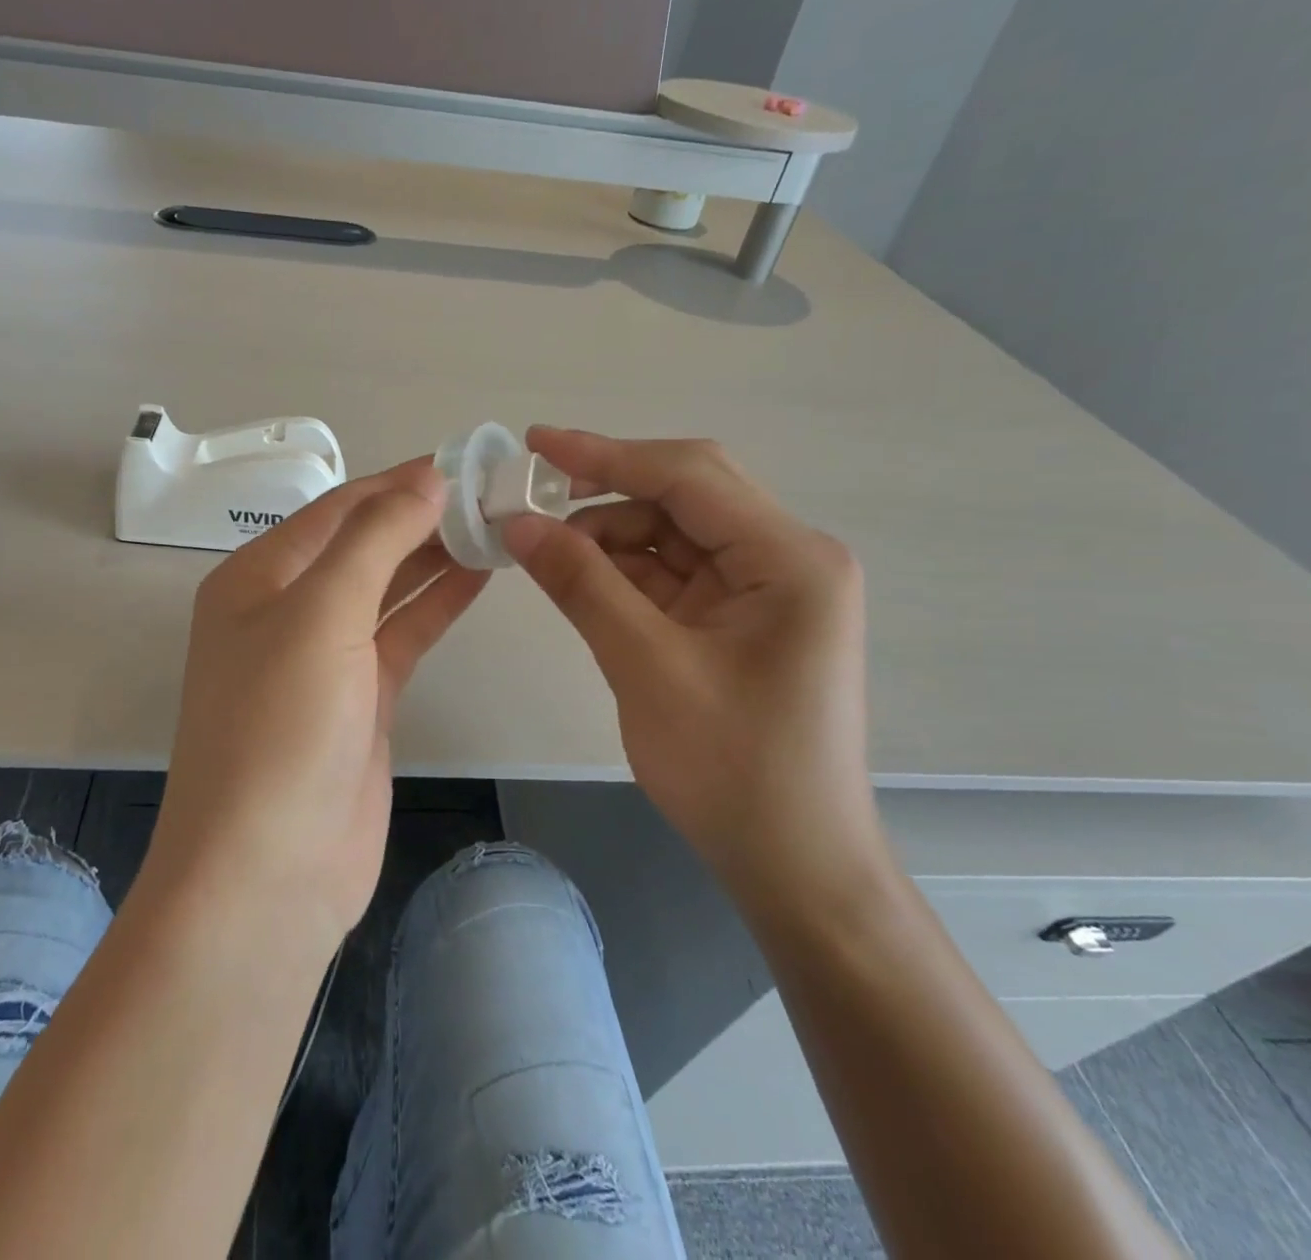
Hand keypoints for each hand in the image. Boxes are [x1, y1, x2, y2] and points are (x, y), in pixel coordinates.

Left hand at [147, 459, 489, 947]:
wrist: (269, 873)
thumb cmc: (281, 729)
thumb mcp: (320, 615)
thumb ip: (375, 541)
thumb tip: (426, 480)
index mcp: (258, 578)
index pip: (337, 510)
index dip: (397, 483)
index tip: (463, 462)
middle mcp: (286, 610)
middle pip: (362, 545)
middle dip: (421, 517)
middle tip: (493, 494)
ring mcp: (325, 658)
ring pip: (387, 589)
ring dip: (435, 557)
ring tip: (497, 526)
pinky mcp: (361, 699)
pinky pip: (402, 635)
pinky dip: (437, 605)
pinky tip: (479, 578)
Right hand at [501, 428, 881, 909]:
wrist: (793, 865)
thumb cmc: (732, 770)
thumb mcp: (646, 668)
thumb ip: (582, 585)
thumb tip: (518, 522)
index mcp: (789, 558)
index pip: (688, 476)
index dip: (605, 454)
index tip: (534, 444)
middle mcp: (786, 557)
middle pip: (685, 495)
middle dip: (606, 490)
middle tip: (531, 494)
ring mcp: (764, 588)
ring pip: (672, 533)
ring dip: (608, 535)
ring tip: (542, 547)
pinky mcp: (740, 617)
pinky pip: (673, 573)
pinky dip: (623, 571)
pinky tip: (576, 577)